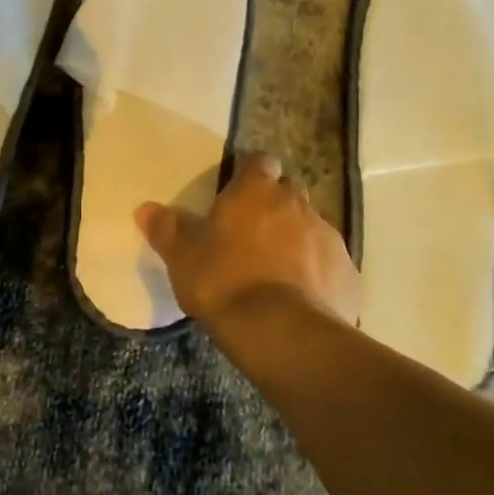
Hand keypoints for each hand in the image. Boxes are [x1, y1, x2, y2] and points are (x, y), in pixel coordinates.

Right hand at [136, 153, 361, 327]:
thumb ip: (166, 229)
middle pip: (289, 192)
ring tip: (277, 271)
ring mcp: (328, 237)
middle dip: (275, 205)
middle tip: (253, 234)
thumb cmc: (224, 282)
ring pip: (311, 227)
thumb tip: (145, 208)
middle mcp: (297, 204)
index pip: (260, 162)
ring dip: (297, 239)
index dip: (251, 174)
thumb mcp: (183, 257)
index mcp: (256, 191)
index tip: (238, 193)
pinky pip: (330, 264)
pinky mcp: (348, 273)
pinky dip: (318, 273)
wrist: (281, 332)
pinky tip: (302, 298)